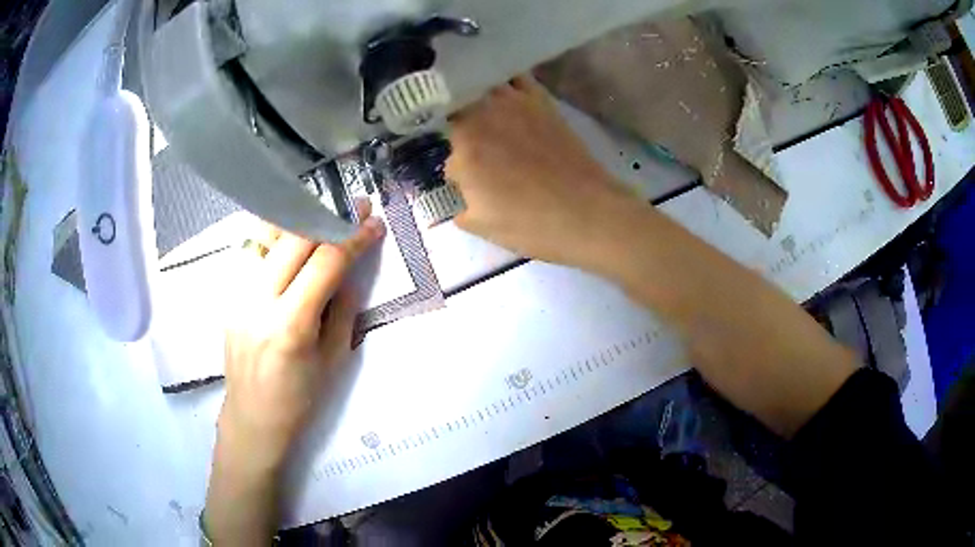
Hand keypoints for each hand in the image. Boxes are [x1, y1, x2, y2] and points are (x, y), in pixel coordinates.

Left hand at [220, 202, 385, 469]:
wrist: (253, 417)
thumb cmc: (299, 399)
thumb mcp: (333, 359)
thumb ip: (343, 310)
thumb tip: (348, 273)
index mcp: (290, 324)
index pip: (325, 263)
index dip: (353, 238)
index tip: (373, 223)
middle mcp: (258, 301)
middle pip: (293, 239)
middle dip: (328, 218)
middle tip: (353, 207)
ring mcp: (238, 295)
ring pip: (267, 238)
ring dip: (300, 221)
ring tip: (323, 213)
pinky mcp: (229, 295)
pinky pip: (254, 254)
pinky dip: (277, 238)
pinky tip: (294, 237)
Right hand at [447, 76, 634, 267]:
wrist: (587, 213)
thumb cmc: (532, 225)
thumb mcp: (481, 225)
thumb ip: (457, 204)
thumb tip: (459, 186)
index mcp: (465, 151)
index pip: (446, 153)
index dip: (455, 168)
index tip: (465, 179)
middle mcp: (483, 118)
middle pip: (456, 110)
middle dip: (456, 126)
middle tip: (466, 144)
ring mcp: (514, 104)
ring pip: (480, 87)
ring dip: (473, 97)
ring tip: (477, 110)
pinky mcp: (540, 101)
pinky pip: (515, 78)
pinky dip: (505, 82)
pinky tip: (503, 92)